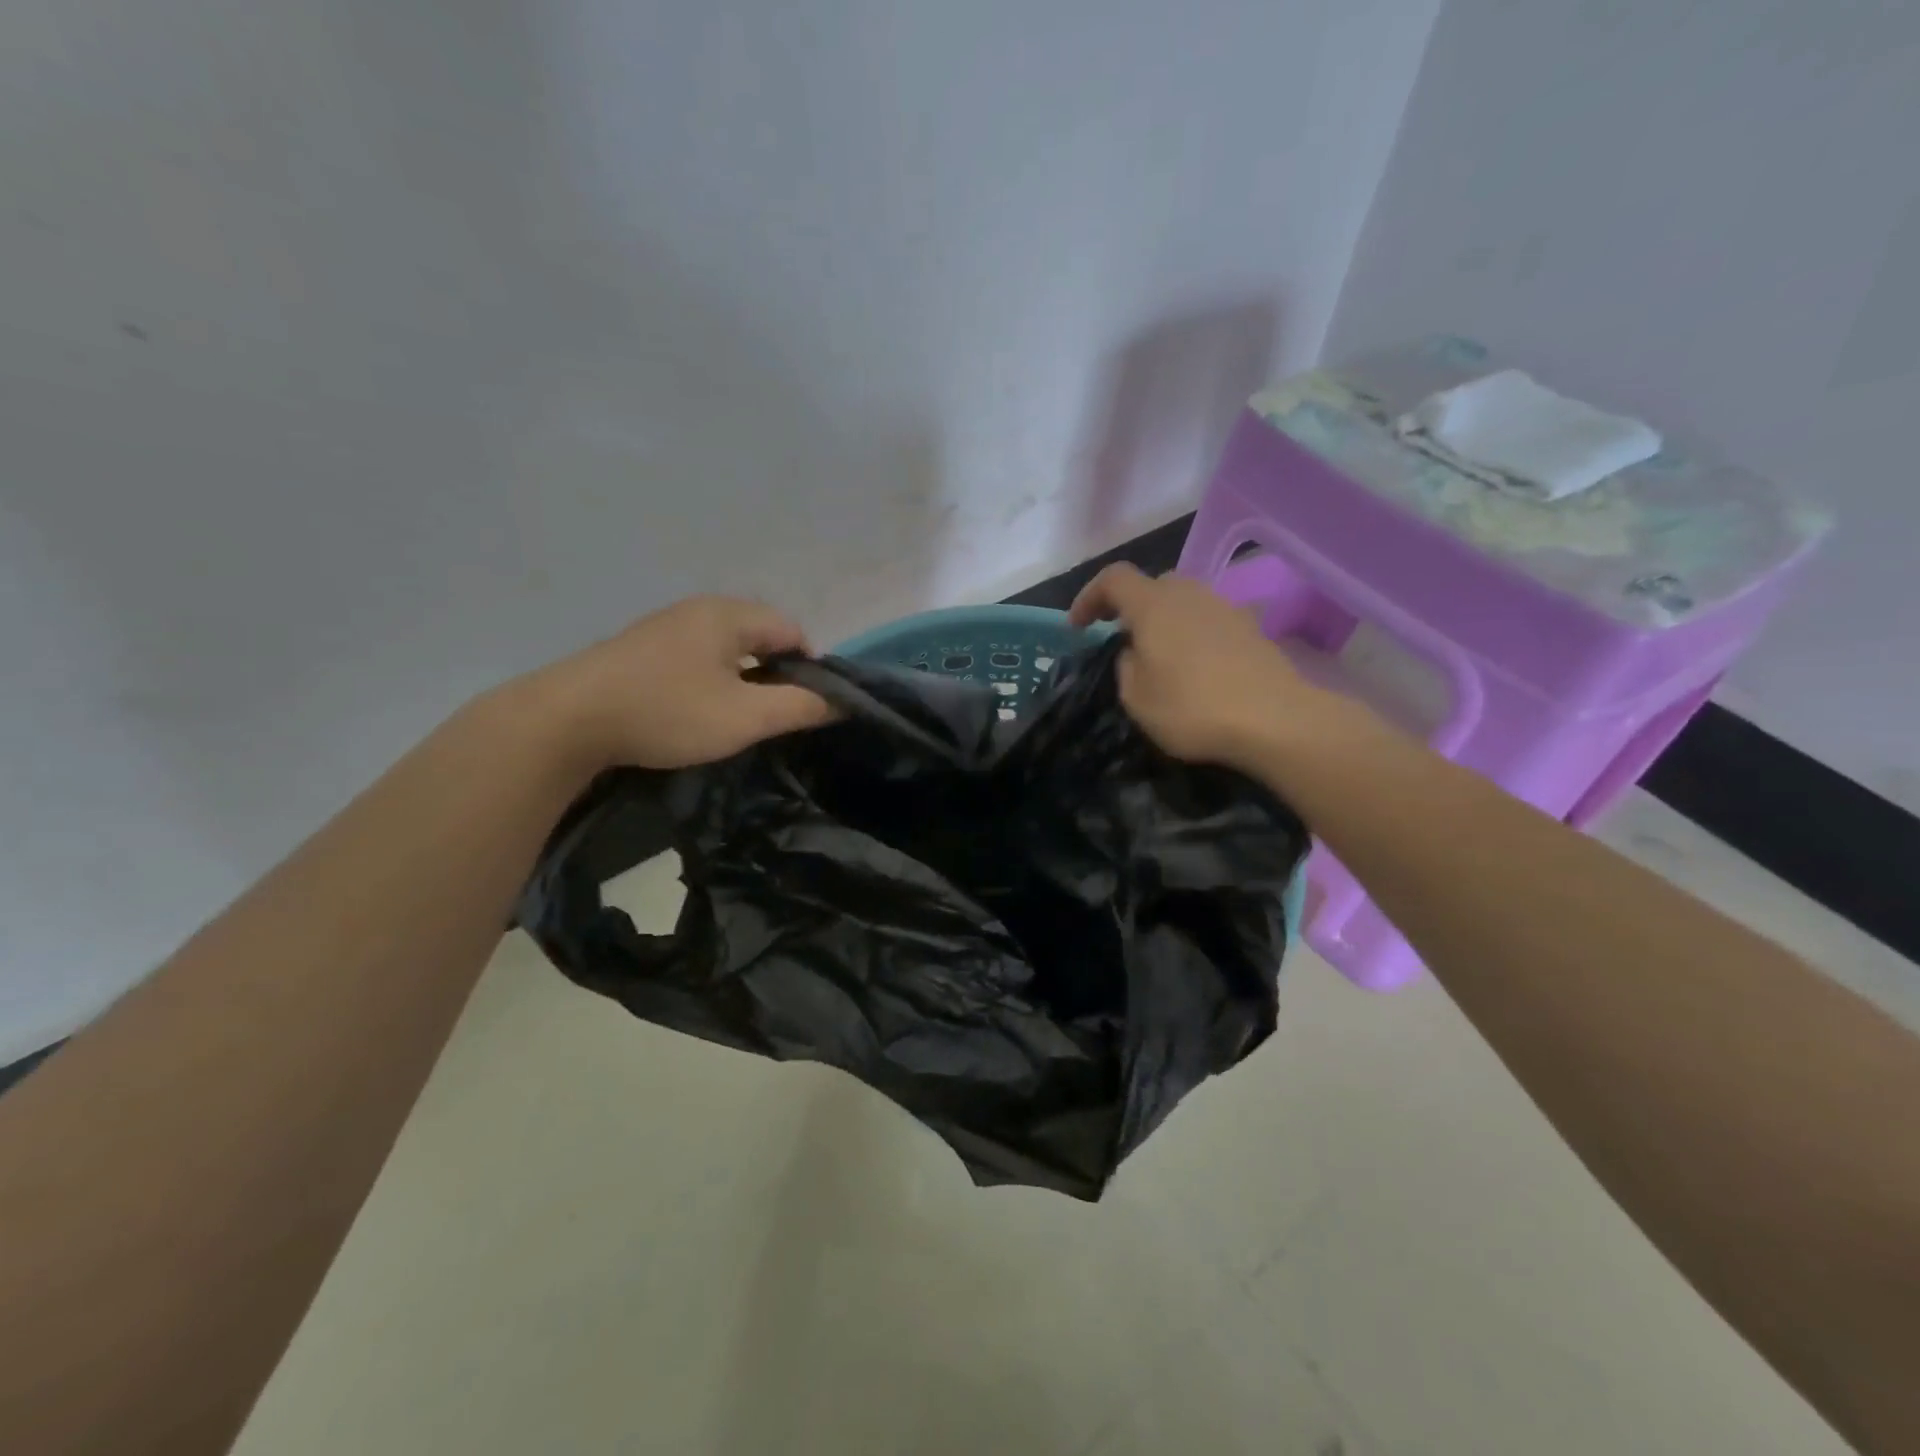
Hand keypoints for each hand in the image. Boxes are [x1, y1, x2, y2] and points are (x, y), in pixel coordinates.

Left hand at [531, 596, 835, 771]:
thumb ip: (800, 707)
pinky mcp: (641, 648)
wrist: (568, 720)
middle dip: (774, 674)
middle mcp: (700, 609)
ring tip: (734, 718)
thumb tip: (841, 701)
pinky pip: (696, 657)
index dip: (809, 669)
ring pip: (726, 648)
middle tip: (770, 717)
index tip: (802, 708)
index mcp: (729, 614)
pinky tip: (694, 711)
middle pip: (759, 636)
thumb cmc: (668, 712)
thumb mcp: (746, 717)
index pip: (793, 631)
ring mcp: (666, 626)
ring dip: (741, 680)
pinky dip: (709, 680)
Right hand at [1069, 563, 1346, 770]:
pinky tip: (1195, 668)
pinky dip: (1191, 635)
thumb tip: (1134, 652)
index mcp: (1153, 604)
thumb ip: (1125, 666)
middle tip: (1119, 638)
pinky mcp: (1250, 628)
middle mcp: (1190, 593)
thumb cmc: (1193, 708)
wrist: (1275, 720)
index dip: (1089, 596)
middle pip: (1152, 585)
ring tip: (1158, 655)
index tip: (1078, 627)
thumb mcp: (1136, 698)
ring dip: (1164, 621)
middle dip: (1129, 607)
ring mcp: (1225, 607)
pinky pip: (1208, 621)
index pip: (1113, 578)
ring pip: (1183, 602)